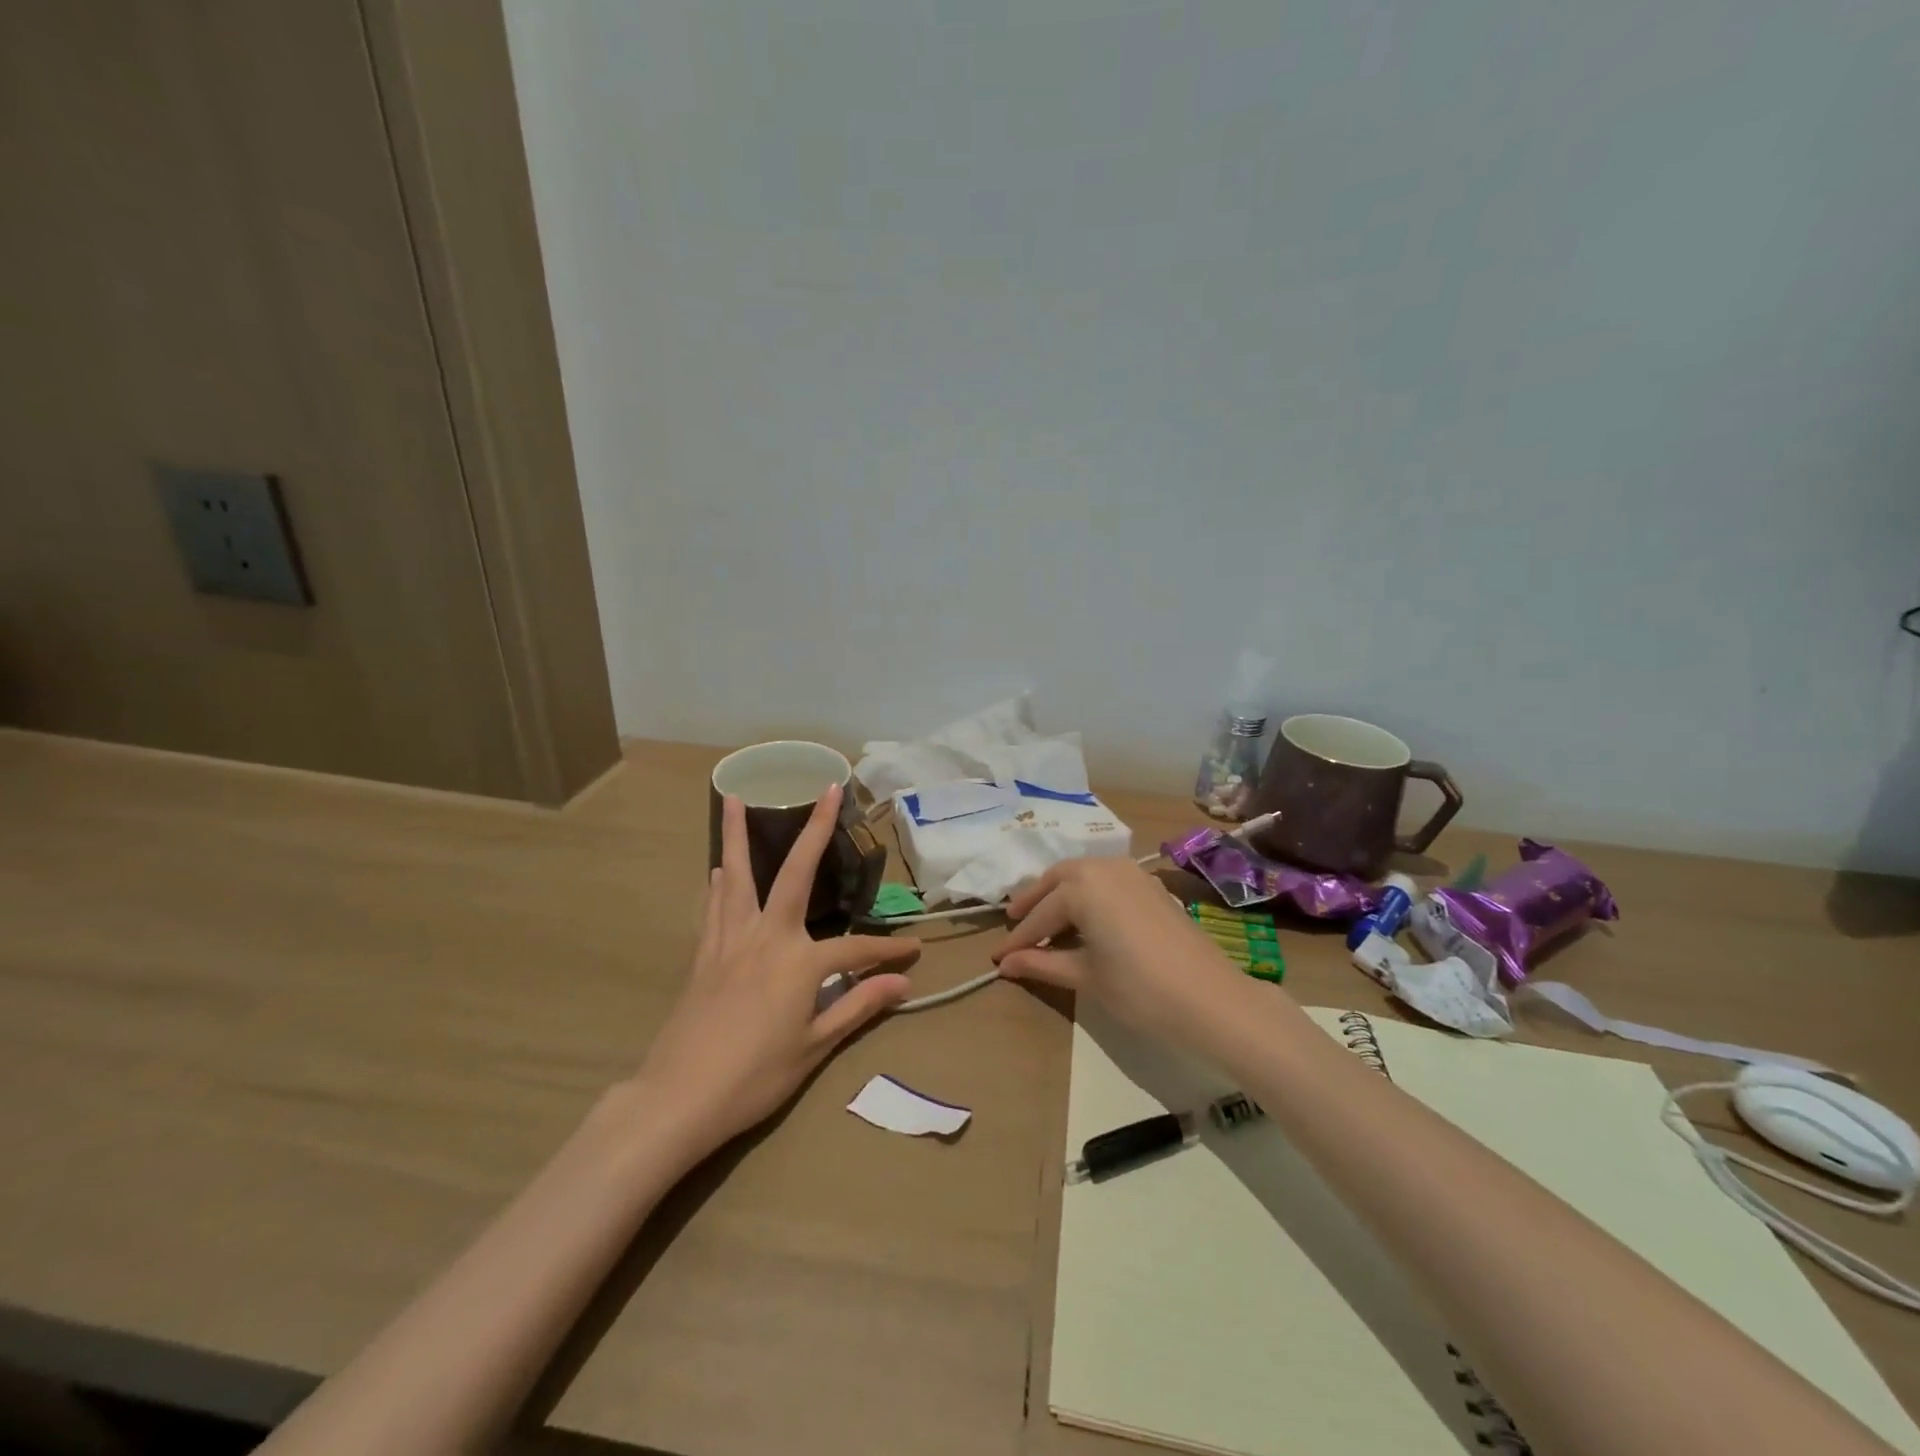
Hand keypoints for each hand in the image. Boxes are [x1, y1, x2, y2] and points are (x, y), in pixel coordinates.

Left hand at [634, 784, 918, 1164]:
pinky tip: (717, 870)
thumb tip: (903, 982)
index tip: (913, 952)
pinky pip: (714, 907)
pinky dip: (719, 883)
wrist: (679, 1098)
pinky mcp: (704, 956)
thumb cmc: (755, 1076)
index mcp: (799, 960)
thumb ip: (858, 1005)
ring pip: (737, 877)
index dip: (887, 951)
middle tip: (827, 789)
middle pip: (794, 873)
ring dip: (736, 835)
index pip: (856, 948)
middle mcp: (765, 936)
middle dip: (815, 829)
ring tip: (733, 798)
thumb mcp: (815, 1046)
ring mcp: (730, 941)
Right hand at [992, 857, 1246, 1042]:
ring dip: (1060, 893)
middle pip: (1057, 881)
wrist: (1209, 997)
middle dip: (1034, 903)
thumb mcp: (1085, 977)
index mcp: (1081, 886)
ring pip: (1082, 875)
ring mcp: (1130, 872)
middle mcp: (1102, 868)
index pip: (1040, 916)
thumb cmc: (1139, 988)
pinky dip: (1087, 893)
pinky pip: (1106, 879)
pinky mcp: (1150, 884)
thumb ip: (1041, 963)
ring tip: (1046, 919)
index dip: (1018, 940)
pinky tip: (1085, 916)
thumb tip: (1005, 964)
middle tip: (1015, 923)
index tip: (998, 958)